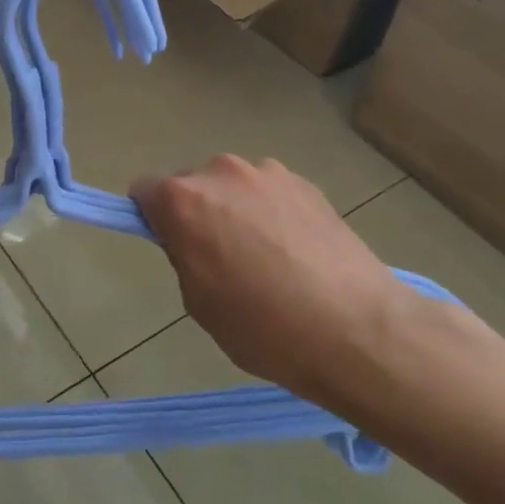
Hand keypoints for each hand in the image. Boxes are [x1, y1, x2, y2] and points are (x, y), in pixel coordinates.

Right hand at [131, 156, 419, 419]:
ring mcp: (269, 173)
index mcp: (184, 200)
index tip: (172, 245)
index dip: (152, 217)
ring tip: (268, 258)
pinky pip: (271, 193)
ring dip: (237, 210)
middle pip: (191, 184)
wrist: (360, 331)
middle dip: (197, 212)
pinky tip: (298, 253)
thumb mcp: (199, 303)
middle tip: (222, 259)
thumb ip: (182, 256)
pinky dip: (273, 213)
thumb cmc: (265, 328)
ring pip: (234, 188)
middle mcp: (221, 172)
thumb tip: (189, 238)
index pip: (144, 189)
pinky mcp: (307, 183)